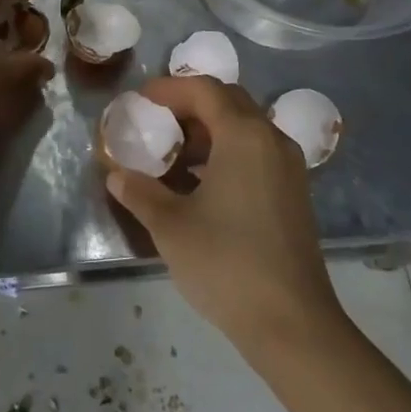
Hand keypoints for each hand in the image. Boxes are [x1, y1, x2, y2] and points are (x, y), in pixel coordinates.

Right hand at [104, 76, 345, 356]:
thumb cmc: (226, 263)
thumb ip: (140, 192)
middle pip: (228, 102)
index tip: (141, 100)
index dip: (169, 89)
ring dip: (208, 132)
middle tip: (156, 122)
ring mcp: (288, 167)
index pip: (204, 90)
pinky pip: (256, 153)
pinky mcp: (293, 193)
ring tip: (173, 154)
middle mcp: (271, 139)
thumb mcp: (171, 226)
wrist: (291, 322)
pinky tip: (200, 184)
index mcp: (244, 135)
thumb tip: (117, 175)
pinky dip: (226, 153)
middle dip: (189, 106)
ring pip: (245, 128)